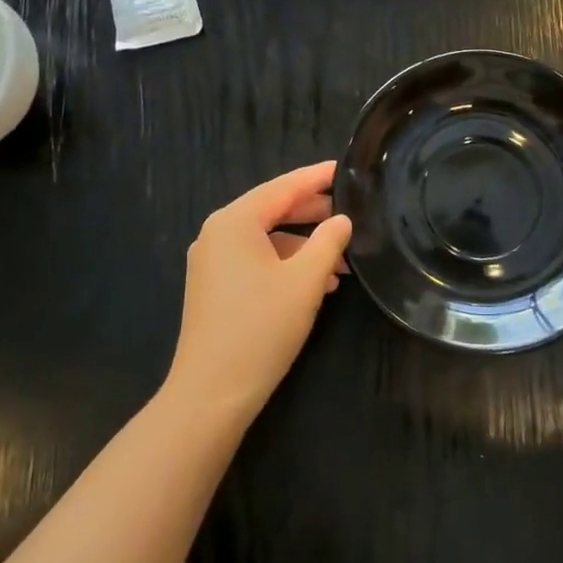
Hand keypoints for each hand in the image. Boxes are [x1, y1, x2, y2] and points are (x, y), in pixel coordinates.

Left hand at [164, 161, 352, 425]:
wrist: (210, 395)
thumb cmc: (260, 329)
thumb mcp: (305, 282)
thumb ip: (328, 242)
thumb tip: (342, 220)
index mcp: (234, 221)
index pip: (283, 187)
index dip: (317, 177)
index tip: (346, 168)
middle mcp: (217, 233)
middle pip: (272, 209)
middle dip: (313, 212)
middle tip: (352, 210)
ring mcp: (212, 261)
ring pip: (266, 238)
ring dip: (303, 244)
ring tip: (342, 258)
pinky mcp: (214, 286)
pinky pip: (255, 260)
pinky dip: (285, 264)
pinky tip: (316, 283)